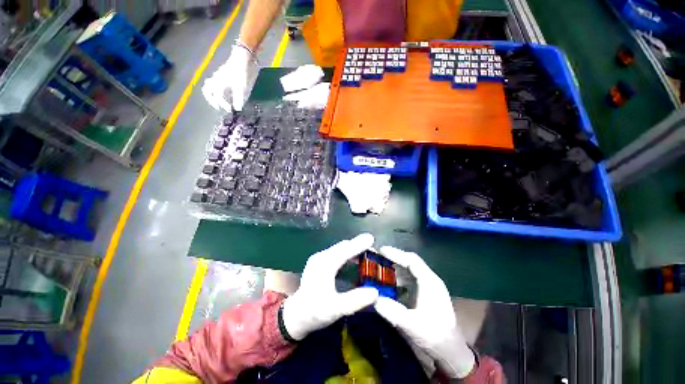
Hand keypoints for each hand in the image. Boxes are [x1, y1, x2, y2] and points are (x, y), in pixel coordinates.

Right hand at [202, 43, 258, 111]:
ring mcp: (219, 74)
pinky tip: (227, 93)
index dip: (223, 105)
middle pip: (208, 90)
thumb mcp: (242, 87)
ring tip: (221, 101)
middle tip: (219, 107)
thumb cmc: (242, 72)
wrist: (244, 56)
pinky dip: (218, 89)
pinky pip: (215, 81)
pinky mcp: (224, 72)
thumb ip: (239, 99)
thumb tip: (237, 109)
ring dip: (214, 94)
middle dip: (212, 100)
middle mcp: (216, 79)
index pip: (217, 96)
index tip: (231, 111)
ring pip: (210, 85)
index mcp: (219, 83)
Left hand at [282, 233, 378, 339]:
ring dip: (353, 249)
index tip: (371, 238)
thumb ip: (356, 300)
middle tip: (374, 252)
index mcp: (324, 265)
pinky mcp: (319, 261)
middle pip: (343, 246)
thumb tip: (376, 292)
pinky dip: (348, 254)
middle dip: (358, 246)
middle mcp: (321, 257)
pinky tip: (355, 260)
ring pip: (340, 248)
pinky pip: (337, 253)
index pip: (344, 250)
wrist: (297, 315)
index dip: (358, 244)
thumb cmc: (315, 312)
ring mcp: (319, 258)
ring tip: (367, 255)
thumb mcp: (336, 309)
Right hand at [374, 247, 475, 378]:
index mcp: (430, 282)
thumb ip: (393, 311)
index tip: (381, 251)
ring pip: (409, 270)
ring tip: (379, 267)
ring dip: (395, 267)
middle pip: (410, 262)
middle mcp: (430, 280)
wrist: (450, 351)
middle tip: (376, 258)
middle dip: (393, 258)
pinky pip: (410, 278)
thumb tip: (373, 298)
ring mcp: (428, 286)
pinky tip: (388, 282)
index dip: (396, 253)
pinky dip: (398, 276)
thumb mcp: (412, 325)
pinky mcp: (425, 293)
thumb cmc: (434, 336)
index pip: (412, 260)